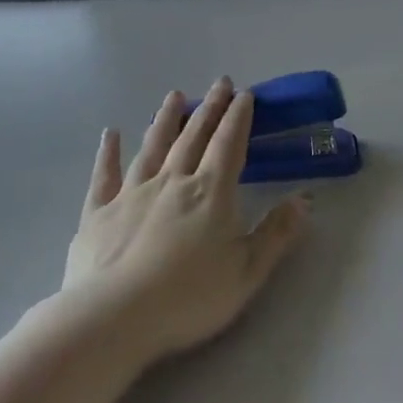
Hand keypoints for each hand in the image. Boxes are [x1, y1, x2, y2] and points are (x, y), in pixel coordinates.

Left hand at [65, 79, 308, 358]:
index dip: (239, 118)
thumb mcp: (247, 271)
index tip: (245, 94)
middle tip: (220, 83)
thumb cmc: (188, 298)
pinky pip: (105, 176)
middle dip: (210, 108)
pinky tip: (110, 135)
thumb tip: (305, 199)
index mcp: (210, 193)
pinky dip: (108, 153)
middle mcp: (172, 182)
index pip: (229, 144)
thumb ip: (276, 233)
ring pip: (153, 147)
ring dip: (166, 119)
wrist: (112, 319)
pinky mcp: (98, 213)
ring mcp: (131, 194)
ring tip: (174, 96)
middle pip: (194, 136)